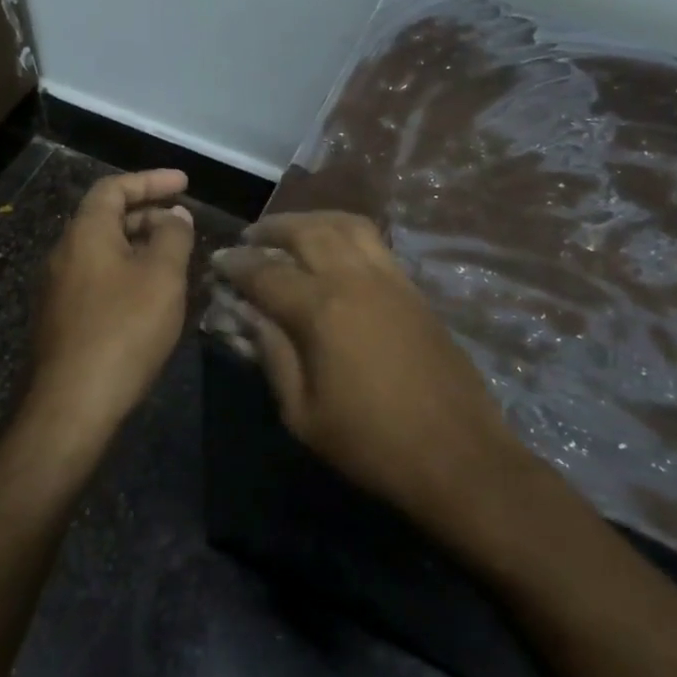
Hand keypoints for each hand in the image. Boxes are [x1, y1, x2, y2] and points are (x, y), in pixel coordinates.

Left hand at [27, 169, 195, 439]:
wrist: (72, 405)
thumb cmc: (123, 329)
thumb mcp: (162, 276)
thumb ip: (173, 237)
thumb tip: (175, 216)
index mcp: (85, 233)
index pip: (114, 188)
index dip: (151, 180)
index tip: (185, 183)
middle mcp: (64, 253)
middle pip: (106, 218)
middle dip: (148, 215)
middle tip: (184, 226)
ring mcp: (57, 289)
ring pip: (103, 252)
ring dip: (139, 247)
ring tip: (174, 262)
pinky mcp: (60, 320)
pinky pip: (97, 279)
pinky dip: (127, 274)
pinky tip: (151, 298)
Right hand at [212, 212, 523, 527]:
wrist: (458, 456)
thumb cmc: (371, 444)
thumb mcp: (303, 413)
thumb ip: (273, 355)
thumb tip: (249, 315)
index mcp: (322, 309)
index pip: (266, 272)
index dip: (237, 265)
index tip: (218, 261)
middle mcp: (355, 278)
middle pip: (308, 231)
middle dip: (273, 228)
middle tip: (251, 237)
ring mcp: (390, 278)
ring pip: (347, 224)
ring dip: (313, 220)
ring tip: (293, 232)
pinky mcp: (413, 289)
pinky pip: (374, 242)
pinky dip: (345, 232)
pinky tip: (335, 250)